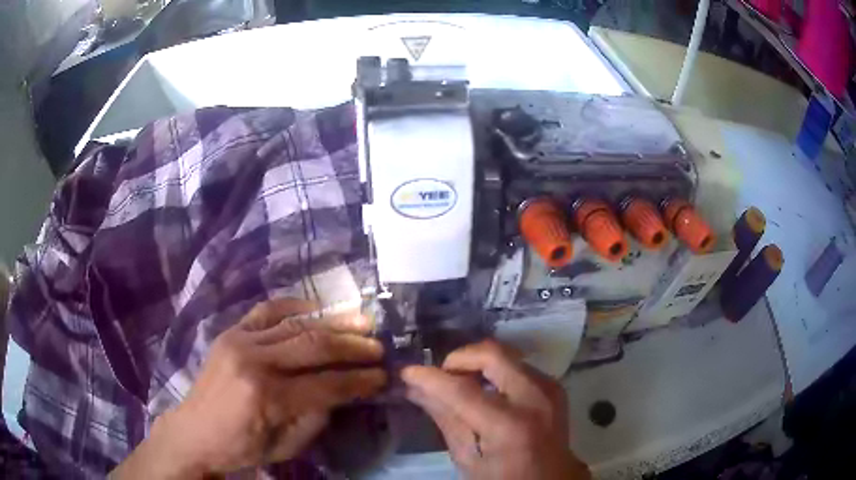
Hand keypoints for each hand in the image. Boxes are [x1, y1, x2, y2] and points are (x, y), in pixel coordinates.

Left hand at [112, 299, 385, 478]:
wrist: (195, 430)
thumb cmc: (242, 446)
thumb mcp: (286, 446)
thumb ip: (317, 417)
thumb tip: (341, 391)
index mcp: (268, 397)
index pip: (326, 384)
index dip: (359, 380)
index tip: (382, 376)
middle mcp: (254, 361)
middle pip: (314, 345)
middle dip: (352, 346)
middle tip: (378, 345)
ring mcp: (239, 340)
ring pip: (295, 324)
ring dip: (333, 322)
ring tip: (361, 321)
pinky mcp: (230, 331)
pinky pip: (267, 310)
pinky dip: (295, 306)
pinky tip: (316, 307)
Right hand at [402, 340, 589, 479]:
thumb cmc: (504, 479)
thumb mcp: (468, 459)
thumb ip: (446, 420)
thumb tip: (416, 390)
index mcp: (509, 426)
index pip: (461, 390)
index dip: (430, 378)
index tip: (407, 372)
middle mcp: (533, 398)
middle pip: (491, 354)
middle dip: (459, 359)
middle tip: (443, 377)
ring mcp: (548, 389)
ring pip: (505, 355)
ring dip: (477, 364)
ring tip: (462, 385)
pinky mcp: (554, 386)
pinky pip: (518, 365)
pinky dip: (496, 371)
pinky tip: (487, 392)